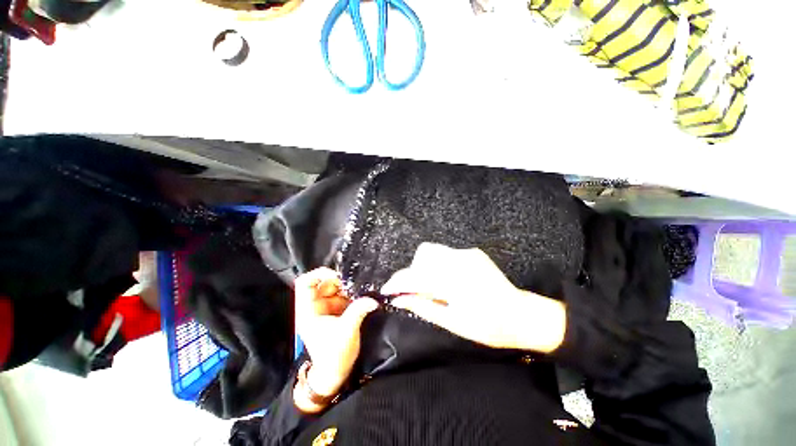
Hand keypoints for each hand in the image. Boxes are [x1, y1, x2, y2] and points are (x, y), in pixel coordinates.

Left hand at [294, 268, 377, 401]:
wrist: (335, 373)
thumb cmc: (334, 355)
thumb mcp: (346, 332)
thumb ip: (358, 311)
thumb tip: (372, 299)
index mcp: (308, 311)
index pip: (305, 283)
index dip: (319, 275)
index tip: (337, 276)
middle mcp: (315, 307)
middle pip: (324, 283)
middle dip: (340, 283)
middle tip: (354, 286)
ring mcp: (326, 308)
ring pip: (335, 289)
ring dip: (348, 289)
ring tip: (359, 293)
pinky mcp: (336, 311)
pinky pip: (343, 296)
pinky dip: (352, 295)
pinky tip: (360, 298)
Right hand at [382, 243, 566, 352]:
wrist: (521, 315)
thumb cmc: (488, 326)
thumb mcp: (452, 322)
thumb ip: (423, 306)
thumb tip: (398, 299)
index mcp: (454, 282)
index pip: (415, 275)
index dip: (397, 282)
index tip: (387, 290)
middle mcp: (459, 261)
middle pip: (422, 255)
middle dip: (413, 271)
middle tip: (415, 290)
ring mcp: (467, 253)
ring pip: (433, 251)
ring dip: (424, 266)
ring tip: (431, 285)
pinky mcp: (473, 252)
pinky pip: (446, 253)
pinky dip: (439, 265)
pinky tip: (447, 279)